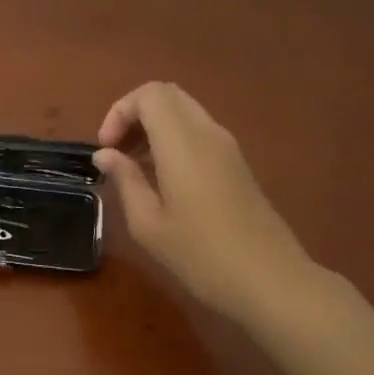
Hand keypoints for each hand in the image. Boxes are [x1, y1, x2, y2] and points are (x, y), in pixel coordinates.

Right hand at [94, 82, 321, 326]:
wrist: (268, 280)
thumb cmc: (200, 256)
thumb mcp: (148, 224)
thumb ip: (125, 180)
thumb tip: (105, 154)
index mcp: (183, 143)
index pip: (149, 94)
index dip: (119, 112)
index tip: (105, 149)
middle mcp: (208, 133)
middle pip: (168, 96)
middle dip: (134, 115)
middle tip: (116, 152)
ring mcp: (228, 147)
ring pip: (185, 112)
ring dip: (153, 127)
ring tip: (133, 167)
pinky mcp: (237, 163)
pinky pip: (199, 132)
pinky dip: (172, 140)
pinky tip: (161, 179)